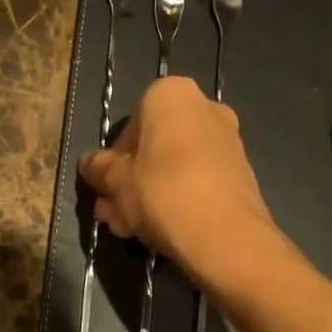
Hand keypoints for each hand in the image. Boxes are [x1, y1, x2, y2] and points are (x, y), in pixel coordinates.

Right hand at [79, 75, 279, 286]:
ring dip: (150, 194)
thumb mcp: (115, 181)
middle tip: (113, 212)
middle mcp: (205, 108)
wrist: (225, 235)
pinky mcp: (241, 173)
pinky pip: (198, 181)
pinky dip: (178, 200)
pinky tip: (160, 231)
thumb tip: (89, 163)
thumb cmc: (161, 192)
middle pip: (154, 147)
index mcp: (172, 95)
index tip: (106, 186)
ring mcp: (228, 141)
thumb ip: (98, 168)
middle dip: (130, 180)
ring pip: (175, 167)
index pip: (131, 123)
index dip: (113, 159)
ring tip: (130, 229)